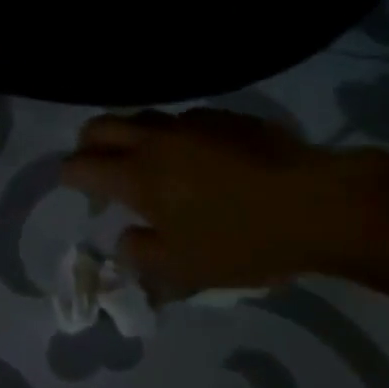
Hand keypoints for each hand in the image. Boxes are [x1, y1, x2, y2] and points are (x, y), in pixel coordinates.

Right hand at [60, 109, 374, 297]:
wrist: (319, 204)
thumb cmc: (243, 241)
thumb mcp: (185, 270)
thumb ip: (141, 256)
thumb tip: (126, 241)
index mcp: (138, 176)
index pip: (80, 165)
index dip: (69, 176)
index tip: (77, 190)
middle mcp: (156, 140)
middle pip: (101, 125)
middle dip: (88, 144)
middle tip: (98, 168)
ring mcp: (192, 122)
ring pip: (143, 117)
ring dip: (131, 137)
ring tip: (149, 165)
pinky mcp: (226, 118)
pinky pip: (183, 120)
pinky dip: (174, 137)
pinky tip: (199, 160)